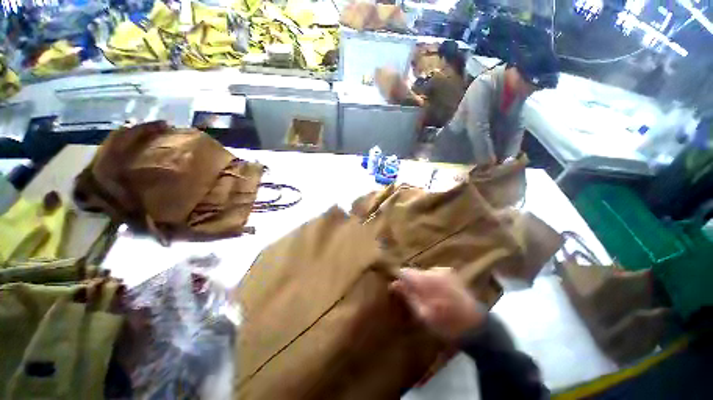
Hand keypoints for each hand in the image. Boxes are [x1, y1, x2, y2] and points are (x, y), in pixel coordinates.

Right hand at [389, 267, 486, 340]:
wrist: (476, 328)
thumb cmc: (446, 324)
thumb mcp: (423, 314)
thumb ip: (408, 296)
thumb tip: (393, 283)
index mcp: (426, 280)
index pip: (405, 271)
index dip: (400, 280)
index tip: (399, 289)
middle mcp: (435, 271)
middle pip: (415, 272)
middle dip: (412, 282)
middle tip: (415, 298)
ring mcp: (445, 271)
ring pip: (425, 273)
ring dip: (423, 282)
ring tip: (428, 298)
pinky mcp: (453, 274)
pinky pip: (435, 275)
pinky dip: (433, 282)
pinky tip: (438, 295)